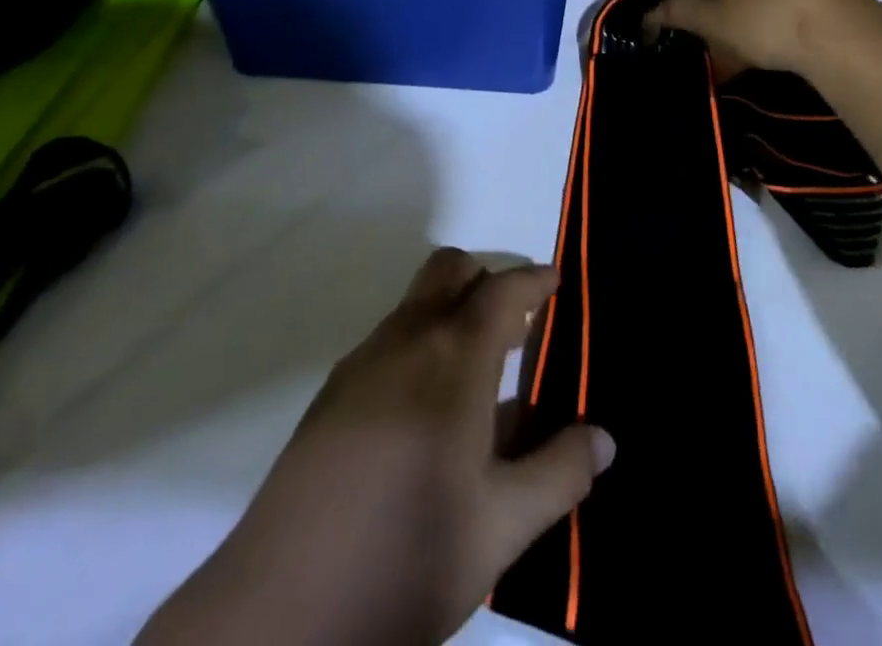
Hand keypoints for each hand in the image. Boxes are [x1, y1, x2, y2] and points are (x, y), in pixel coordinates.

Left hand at [137, 249, 614, 645]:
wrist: (278, 613)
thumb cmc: (404, 559)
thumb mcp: (500, 529)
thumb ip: (558, 474)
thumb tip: (603, 437)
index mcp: (454, 357)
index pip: (503, 289)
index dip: (535, 279)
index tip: (558, 282)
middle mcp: (407, 338)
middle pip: (450, 270)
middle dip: (488, 281)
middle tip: (519, 330)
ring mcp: (363, 361)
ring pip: (418, 303)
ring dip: (453, 314)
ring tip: (482, 379)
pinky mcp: (333, 392)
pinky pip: (392, 339)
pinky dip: (423, 344)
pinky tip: (429, 415)